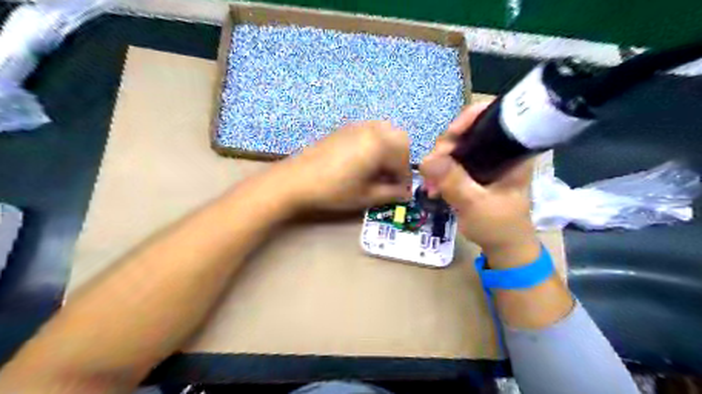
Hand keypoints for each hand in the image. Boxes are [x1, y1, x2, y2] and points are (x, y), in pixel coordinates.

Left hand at [268, 121, 411, 211]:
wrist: (296, 179)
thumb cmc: (333, 190)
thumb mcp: (365, 196)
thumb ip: (390, 194)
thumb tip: (405, 195)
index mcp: (380, 145)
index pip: (403, 160)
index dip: (405, 179)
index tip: (401, 192)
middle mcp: (372, 129)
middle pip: (400, 139)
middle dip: (401, 159)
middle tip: (392, 177)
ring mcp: (357, 126)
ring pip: (386, 131)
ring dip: (390, 149)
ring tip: (380, 168)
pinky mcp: (345, 128)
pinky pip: (370, 130)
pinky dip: (376, 142)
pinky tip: (365, 159)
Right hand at [418, 102, 538, 269]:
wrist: (504, 248)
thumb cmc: (499, 226)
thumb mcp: (476, 204)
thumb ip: (453, 181)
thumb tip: (426, 160)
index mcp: (512, 151)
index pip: (493, 117)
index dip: (469, 119)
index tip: (449, 138)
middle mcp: (499, 151)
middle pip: (468, 132)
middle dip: (446, 147)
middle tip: (431, 168)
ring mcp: (485, 162)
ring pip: (457, 148)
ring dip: (439, 162)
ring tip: (430, 184)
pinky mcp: (474, 173)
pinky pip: (453, 163)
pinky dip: (440, 171)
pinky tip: (432, 186)